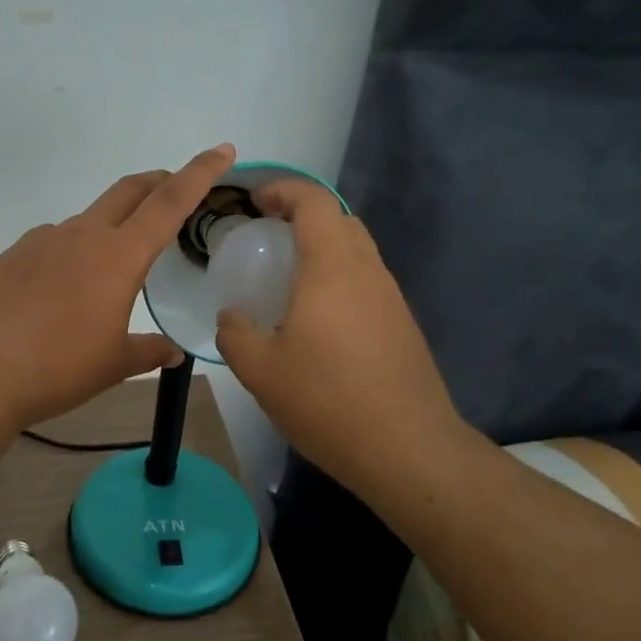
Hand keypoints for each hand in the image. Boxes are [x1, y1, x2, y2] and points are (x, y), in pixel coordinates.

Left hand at [0, 144, 236, 430]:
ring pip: (86, 220)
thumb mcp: (114, 364)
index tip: (222, 150)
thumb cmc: (59, 367)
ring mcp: (41, 241)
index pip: (169, 202)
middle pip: (128, 191)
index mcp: (118, 256)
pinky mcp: (11, 255)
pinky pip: (50, 244)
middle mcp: (81, 235)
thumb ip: (148, 351)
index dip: (199, 173)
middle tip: (172, 189)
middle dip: (156, 182)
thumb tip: (173, 351)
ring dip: (107, 228)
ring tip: (106, 271)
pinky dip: (68, 254)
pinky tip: (57, 292)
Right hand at [215, 178, 475, 500]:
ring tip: (286, 281)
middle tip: (267, 239)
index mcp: (332, 268)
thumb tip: (232, 318)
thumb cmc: (327, 400)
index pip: (314, 201)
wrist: (408, 450)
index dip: (283, 190)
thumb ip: (235, 333)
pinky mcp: (402, 326)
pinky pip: (366, 282)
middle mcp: (367, 272)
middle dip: (302, 216)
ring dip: (323, 249)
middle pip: (340, 220)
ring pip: (357, 251)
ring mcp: (391, 299)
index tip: (254, 204)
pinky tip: (316, 321)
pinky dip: (338, 279)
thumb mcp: (260, 370)